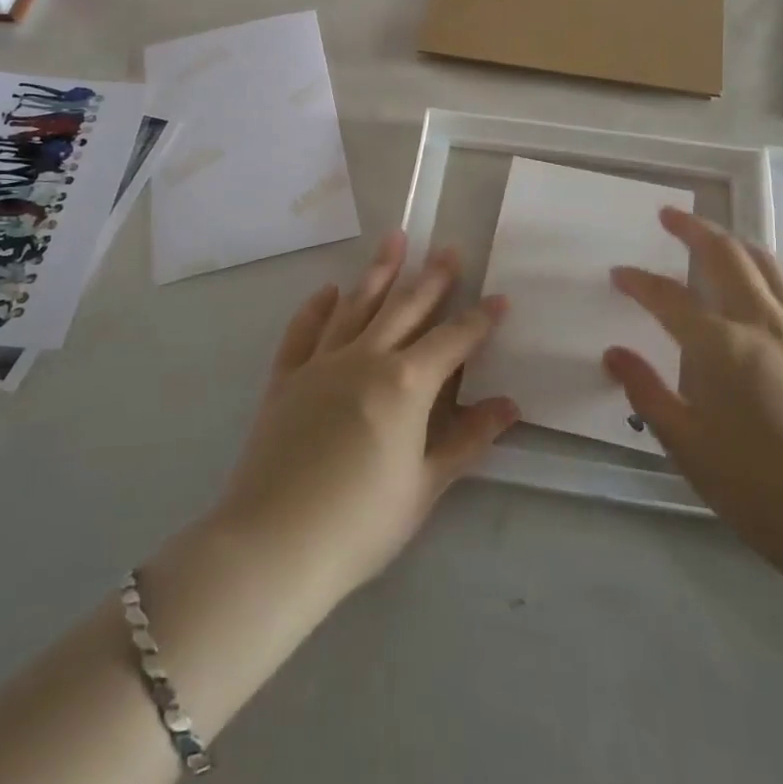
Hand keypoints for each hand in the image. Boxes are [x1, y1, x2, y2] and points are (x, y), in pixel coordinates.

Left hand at [209, 230, 519, 608]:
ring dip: (378, 272)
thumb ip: (467, 440)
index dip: (479, 320)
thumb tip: (509, 406)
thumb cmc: (361, 523)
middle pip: (405, 308)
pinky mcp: (285, 378)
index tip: (499, 299)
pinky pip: (303, 331)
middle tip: (449, 249)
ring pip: (356, 305)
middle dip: (432, 278)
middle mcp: (365, 358)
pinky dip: (317, 307)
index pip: (453, 340)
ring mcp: (321, 363)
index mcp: (405, 384)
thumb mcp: (425, 486)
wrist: (273, 545)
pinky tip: (328, 290)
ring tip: (394, 239)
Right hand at [604, 208, 782, 582]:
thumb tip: (614, 353)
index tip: (618, 273)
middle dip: (694, 229)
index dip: (639, 282)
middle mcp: (761, 323)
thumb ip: (646, 391)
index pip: (668, 297)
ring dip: (736, 241)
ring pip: (767, 264)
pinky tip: (766, 283)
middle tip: (669, 215)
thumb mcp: (686, 445)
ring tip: (716, 235)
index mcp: (721, 345)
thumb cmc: (757, 487)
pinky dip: (772, 273)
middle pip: (726, 255)